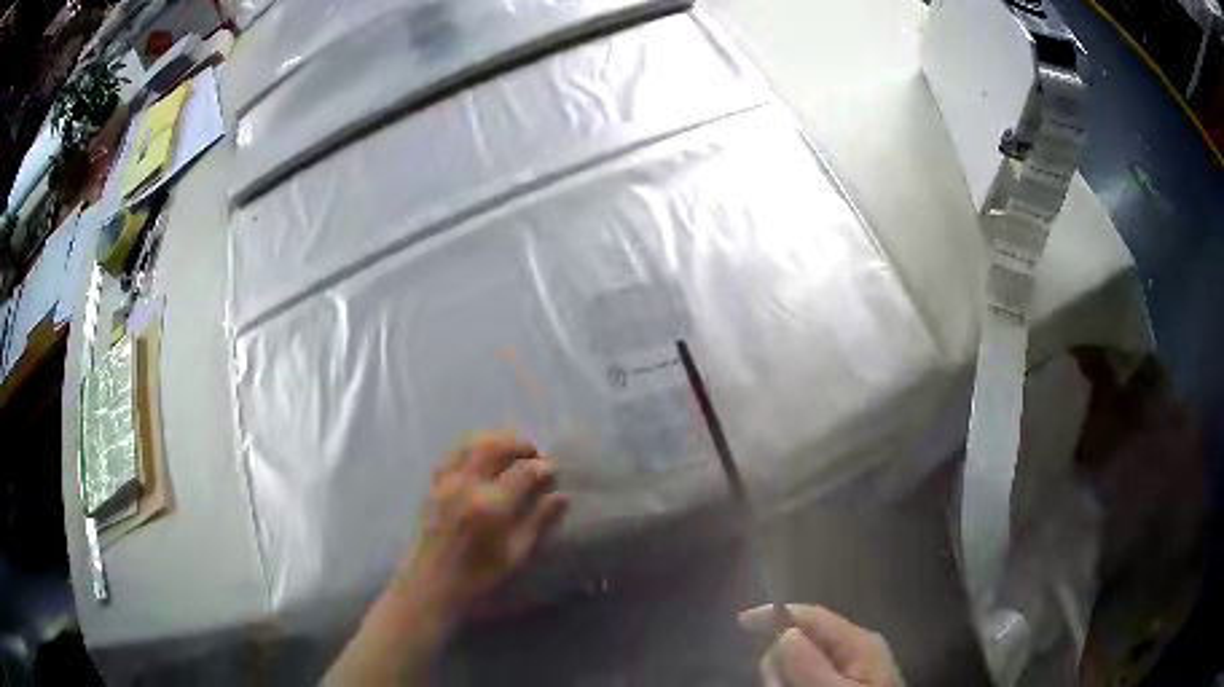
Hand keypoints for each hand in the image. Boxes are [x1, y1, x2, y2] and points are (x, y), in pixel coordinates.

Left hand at [326, 432, 568, 684]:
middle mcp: (466, 485)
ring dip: (493, 440)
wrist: (432, 583)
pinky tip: (480, 457)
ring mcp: (445, 482)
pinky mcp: (432, 485)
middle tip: (533, 452)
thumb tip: (561, 497)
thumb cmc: (478, 575)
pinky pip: (452, 454)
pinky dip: (470, 447)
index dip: (541, 468)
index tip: (552, 470)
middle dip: (517, 444)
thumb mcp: (516, 554)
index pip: (523, 473)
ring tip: (509, 448)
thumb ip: (538, 522)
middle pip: (494, 447)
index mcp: (491, 505)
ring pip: (470, 444)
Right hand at [740, 604, 904, 686]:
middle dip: (779, 661)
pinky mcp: (844, 683)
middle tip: (774, 686)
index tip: (741, 623)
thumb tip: (784, 632)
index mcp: (858, 642)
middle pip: (802, 640)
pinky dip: (794, 683)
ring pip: (802, 662)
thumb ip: (811, 667)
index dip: (775, 614)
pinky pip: (808, 676)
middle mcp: (855, 649)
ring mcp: (850, 668)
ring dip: (785, 678)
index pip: (812, 615)